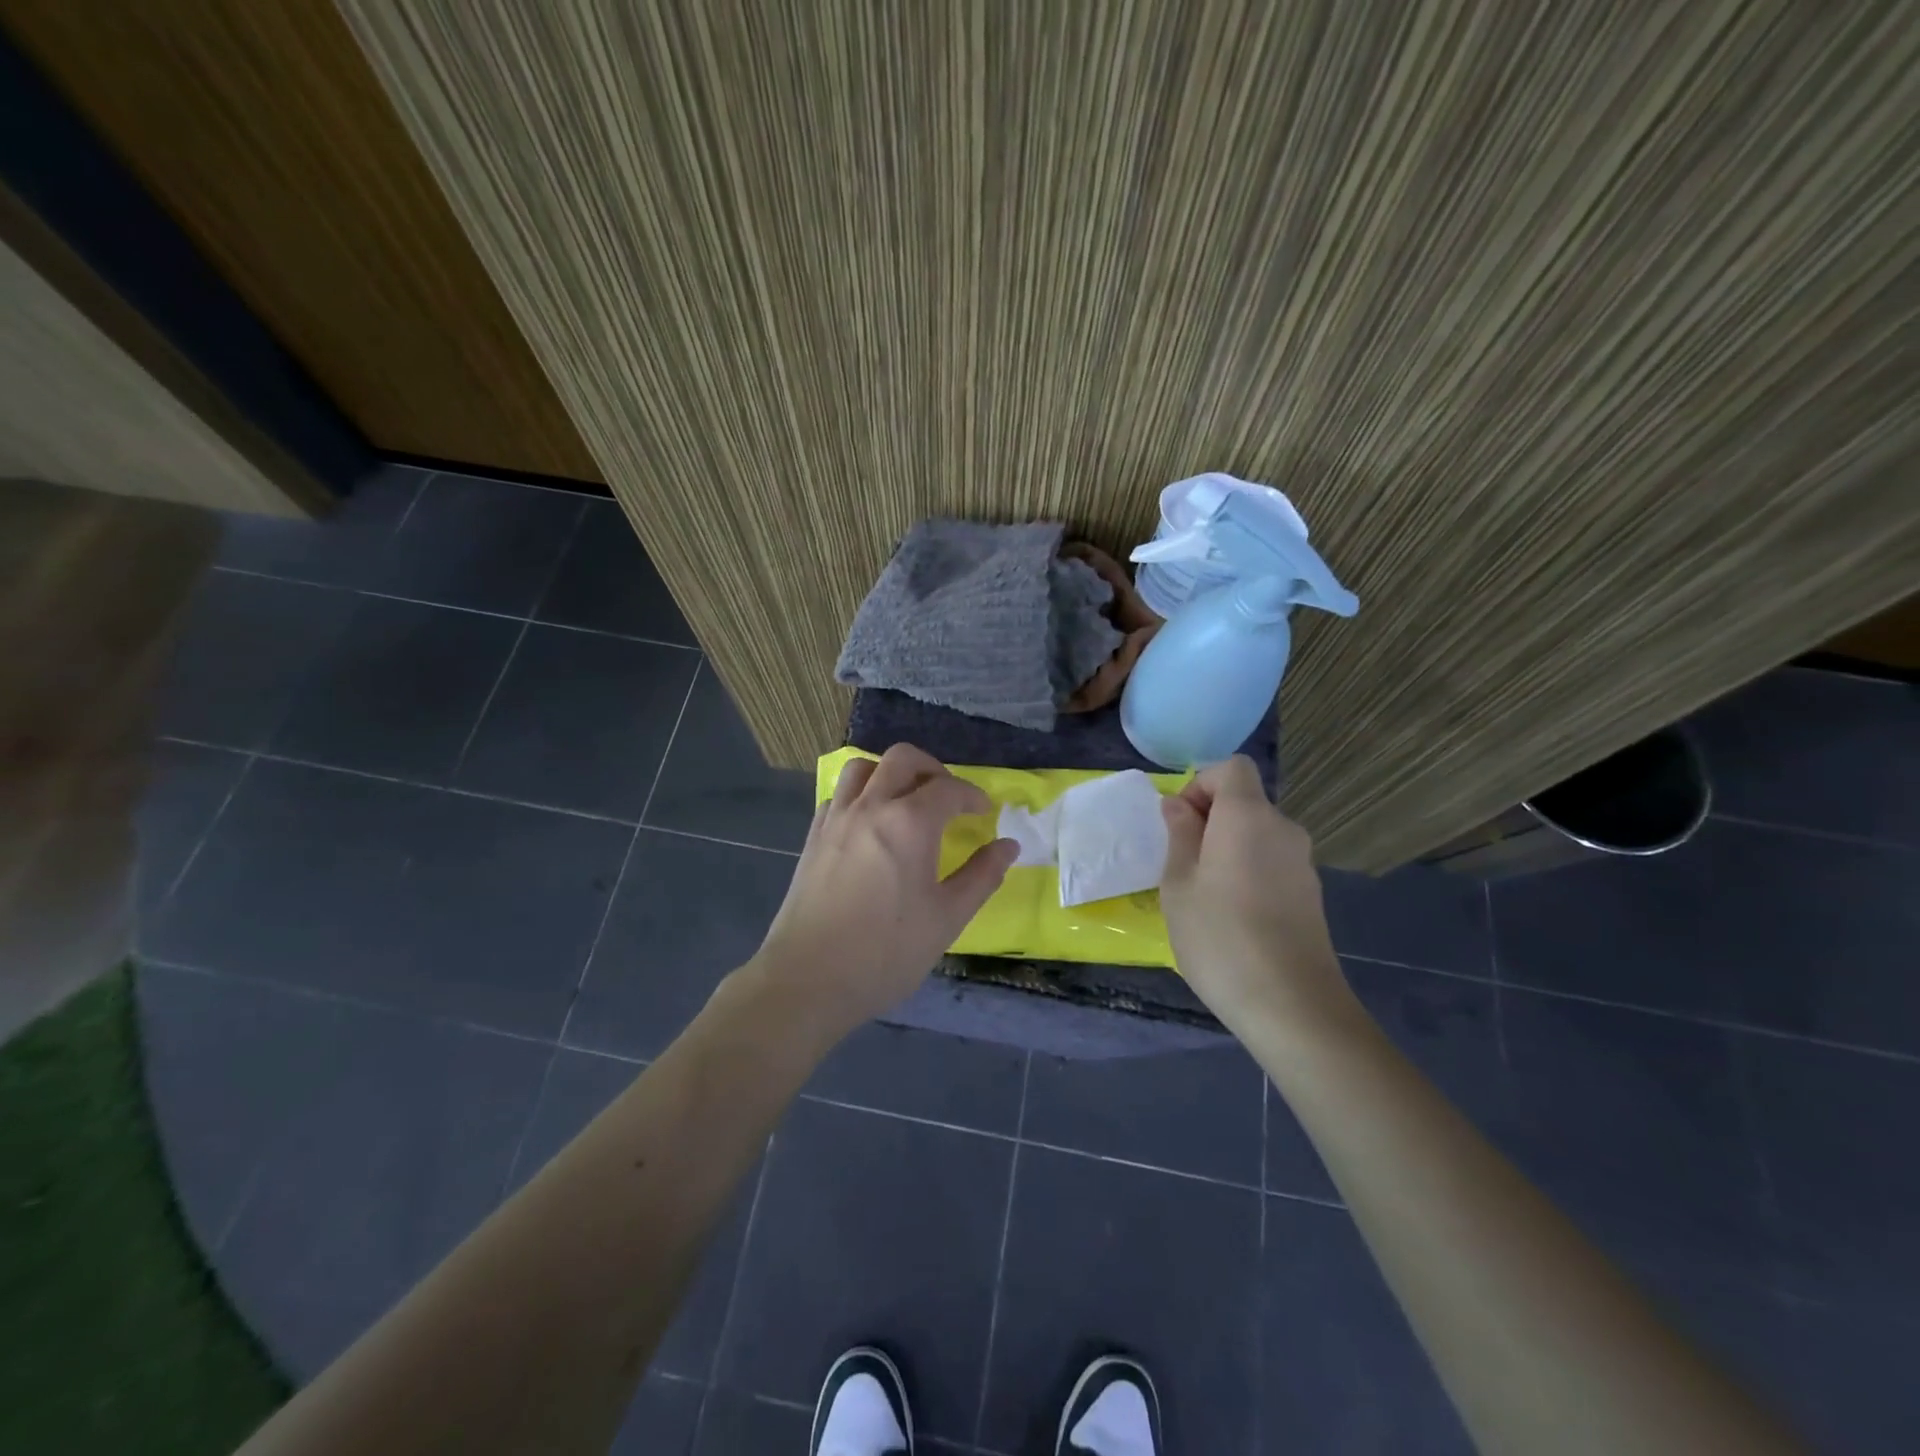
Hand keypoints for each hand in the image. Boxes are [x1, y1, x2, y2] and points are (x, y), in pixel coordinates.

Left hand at [751, 744, 1017, 1036]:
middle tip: (948, 796)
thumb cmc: (886, 951)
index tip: (985, 812)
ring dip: (890, 772)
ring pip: (863, 767)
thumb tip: (1008, 846)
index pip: (948, 788)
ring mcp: (836, 818)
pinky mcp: (813, 836)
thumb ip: (982, 876)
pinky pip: (840, 794)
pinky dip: (861, 793)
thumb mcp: (947, 918)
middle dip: (932, 769)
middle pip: (903, 759)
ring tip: (907, 800)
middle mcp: (871, 807)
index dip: (972, 795)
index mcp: (909, 823)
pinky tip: (870, 823)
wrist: (808, 978)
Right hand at [1159, 756, 1355, 1031]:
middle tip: (1180, 864)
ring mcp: (1302, 863)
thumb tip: (1178, 805)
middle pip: (1245, 801)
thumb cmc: (1220, 937)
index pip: (1231, 768)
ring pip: (1256, 834)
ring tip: (1202, 895)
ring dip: (1226, 848)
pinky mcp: (1310, 894)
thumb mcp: (1178, 884)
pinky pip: (1270, 862)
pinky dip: (1247, 871)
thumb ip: (1179, 835)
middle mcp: (1282, 829)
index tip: (1180, 823)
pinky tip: (1232, 916)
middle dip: (1209, 819)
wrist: (1292, 1005)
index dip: (1201, 783)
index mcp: (1248, 816)